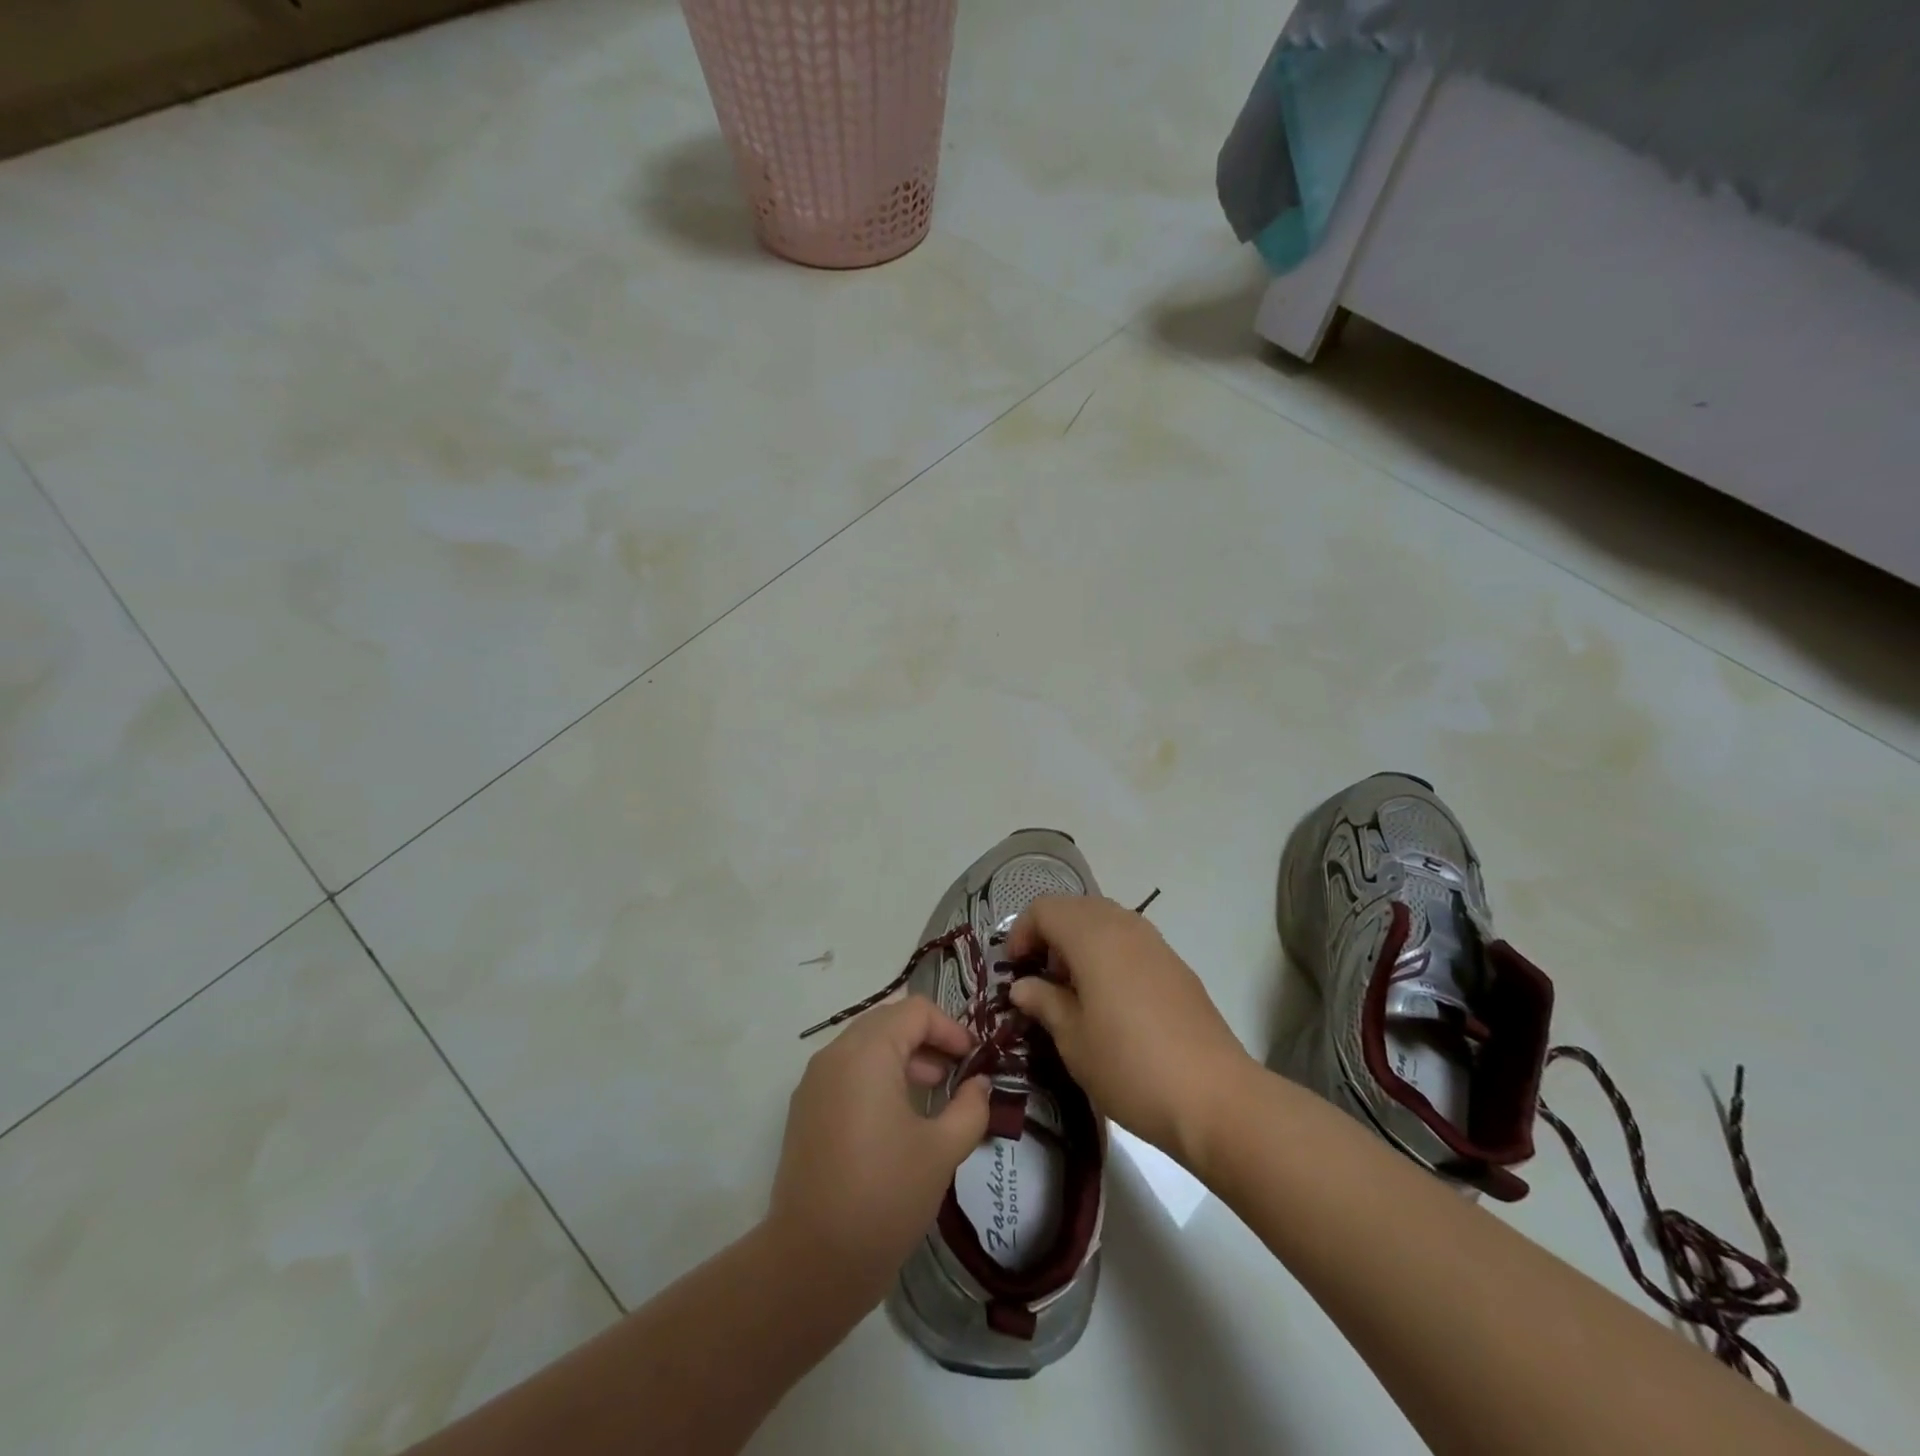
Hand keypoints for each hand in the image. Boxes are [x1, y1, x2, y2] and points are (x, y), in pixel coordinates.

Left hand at [768, 996, 990, 1304]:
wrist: (811, 1262)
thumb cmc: (884, 1196)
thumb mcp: (941, 1151)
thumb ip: (970, 1108)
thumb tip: (980, 1085)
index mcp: (867, 1052)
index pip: (915, 1011)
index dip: (950, 1028)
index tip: (974, 1059)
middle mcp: (835, 1054)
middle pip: (888, 1021)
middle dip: (927, 1039)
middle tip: (957, 1071)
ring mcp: (814, 1082)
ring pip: (865, 1046)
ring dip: (903, 1057)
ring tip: (934, 1092)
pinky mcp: (805, 1110)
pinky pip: (847, 1072)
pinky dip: (876, 1076)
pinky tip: (898, 1116)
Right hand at [1008, 895, 1253, 1165]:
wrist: (1215, 1097)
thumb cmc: (1130, 1066)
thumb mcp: (1073, 1039)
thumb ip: (1044, 1002)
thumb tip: (1023, 985)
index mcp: (1093, 936)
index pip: (1044, 908)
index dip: (1021, 933)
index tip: (1015, 971)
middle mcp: (1124, 926)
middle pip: (1075, 908)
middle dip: (1050, 935)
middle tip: (1040, 980)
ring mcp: (1155, 943)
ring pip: (1104, 922)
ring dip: (1079, 944)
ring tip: (1073, 992)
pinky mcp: (1175, 965)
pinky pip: (1130, 941)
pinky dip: (1108, 955)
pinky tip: (1109, 1001)